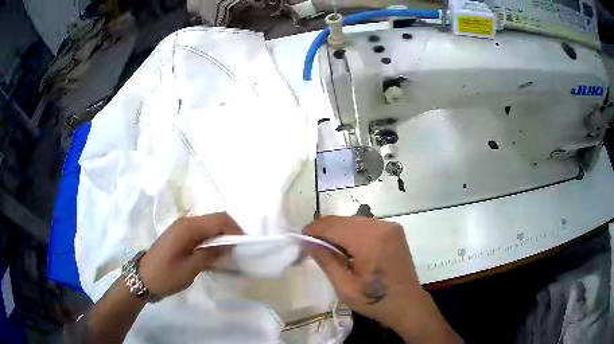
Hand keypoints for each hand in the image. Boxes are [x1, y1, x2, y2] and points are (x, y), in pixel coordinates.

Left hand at [138, 213, 240, 297]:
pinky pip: (202, 231)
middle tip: (240, 249)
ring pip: (209, 224)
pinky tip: (215, 252)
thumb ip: (210, 255)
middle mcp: (186, 222)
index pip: (219, 220)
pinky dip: (213, 238)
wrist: (143, 278)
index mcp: (188, 228)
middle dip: (230, 231)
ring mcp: (182, 227)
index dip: (235, 230)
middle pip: (215, 219)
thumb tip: (228, 247)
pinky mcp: (180, 235)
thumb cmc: (166, 275)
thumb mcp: (190, 269)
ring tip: (230, 252)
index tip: (245, 246)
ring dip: (222, 235)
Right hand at [304, 216, 460, 342]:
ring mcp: (390, 226)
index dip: (313, 230)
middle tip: (312, 247)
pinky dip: (352, 234)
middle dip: (325, 231)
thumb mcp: (345, 287)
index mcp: (370, 240)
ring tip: (330, 250)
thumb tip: (307, 242)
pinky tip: (349, 249)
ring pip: (353, 221)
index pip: (333, 225)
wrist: (407, 303)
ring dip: (338, 232)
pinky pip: (365, 225)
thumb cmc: (375, 300)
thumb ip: (326, 261)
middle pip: (343, 220)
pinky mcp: (394, 230)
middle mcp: (381, 226)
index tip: (301, 240)